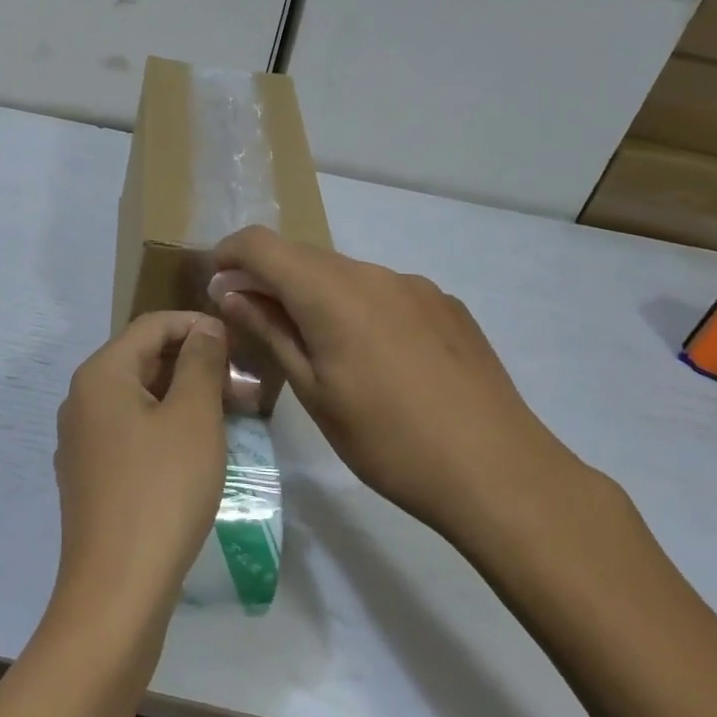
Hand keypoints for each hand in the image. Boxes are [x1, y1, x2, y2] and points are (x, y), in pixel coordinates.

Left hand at [52, 312, 229, 625]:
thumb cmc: (161, 491)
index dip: (197, 326)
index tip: (239, 345)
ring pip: (140, 399)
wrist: (116, 590)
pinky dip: (166, 428)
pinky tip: (198, 451)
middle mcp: (82, 399)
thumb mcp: (194, 418)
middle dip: (196, 366)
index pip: (151, 325)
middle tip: (245, 390)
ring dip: (186, 399)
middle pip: (144, 360)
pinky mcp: (90, 475)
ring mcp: (82, 440)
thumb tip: (205, 328)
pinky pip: (131, 432)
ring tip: (232, 419)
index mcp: (101, 374)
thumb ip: (201, 363)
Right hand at [211, 226, 584, 553]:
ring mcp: (415, 285)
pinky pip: (385, 290)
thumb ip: (269, 332)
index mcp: (331, 292)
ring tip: (319, 348)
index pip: (262, 244)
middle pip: (304, 256)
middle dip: (270, 278)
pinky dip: (359, 306)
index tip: (218, 285)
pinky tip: (376, 358)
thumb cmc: (388, 441)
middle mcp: (372, 273)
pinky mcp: (446, 304)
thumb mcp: (314, 392)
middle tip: (257, 322)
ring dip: (316, 294)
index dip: (230, 254)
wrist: (498, 471)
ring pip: (345, 274)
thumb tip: (230, 292)